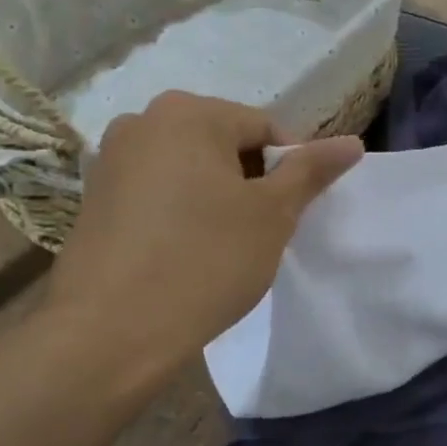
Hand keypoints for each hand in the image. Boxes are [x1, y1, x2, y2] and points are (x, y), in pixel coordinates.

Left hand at [49, 91, 362, 358]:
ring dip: (217, 197)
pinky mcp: (94, 199)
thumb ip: (312, 171)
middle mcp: (142, 121)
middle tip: (262, 232)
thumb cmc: (206, 260)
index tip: (292, 214)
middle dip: (251, 182)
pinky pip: (156, 193)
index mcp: (188, 113)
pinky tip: (186, 253)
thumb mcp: (273, 214)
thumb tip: (352, 142)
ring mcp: (110, 160)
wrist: (111, 332)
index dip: (290, 170)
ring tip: (225, 246)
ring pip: (189, 170)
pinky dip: (181, 212)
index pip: (264, 128)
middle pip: (223, 144)